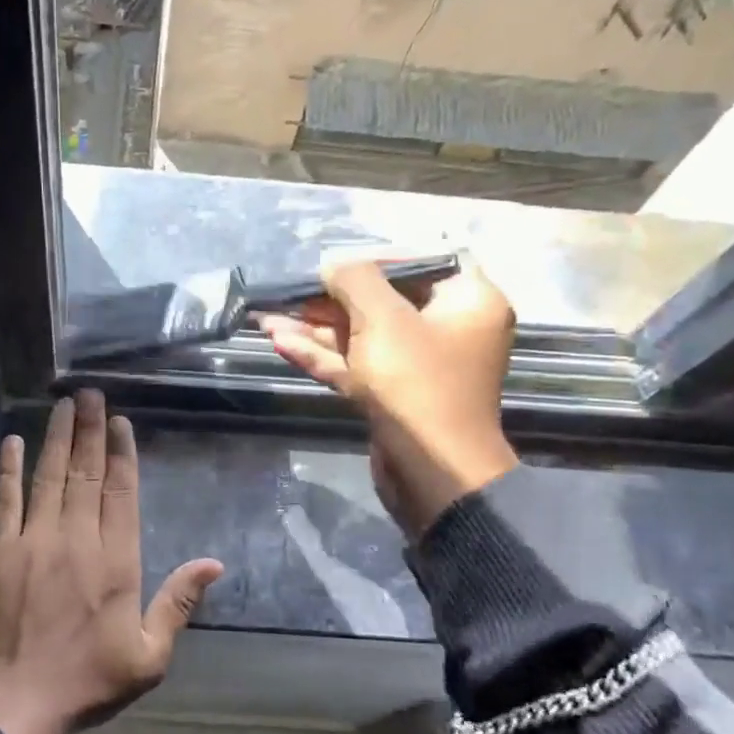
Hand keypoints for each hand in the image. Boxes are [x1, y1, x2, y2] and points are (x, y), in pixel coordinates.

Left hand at [0, 391, 222, 733]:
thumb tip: (213, 564)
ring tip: (63, 404)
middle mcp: (77, 538)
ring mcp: (34, 540)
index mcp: (116, 560)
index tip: (120, 422)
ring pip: (49, 476)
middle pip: (87, 473)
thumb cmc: (89, 680)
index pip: (121, 491)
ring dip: (57, 438)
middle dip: (91, 430)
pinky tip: (11, 441)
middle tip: (90, 394)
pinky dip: (7, 469)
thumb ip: (178, 603)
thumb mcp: (149, 655)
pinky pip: (5, 500)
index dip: (122, 452)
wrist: (16, 703)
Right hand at [260, 259, 518, 539]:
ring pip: (361, 336)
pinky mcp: (393, 395)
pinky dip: (322, 355)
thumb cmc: (417, 382)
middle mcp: (447, 330)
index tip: (335, 263)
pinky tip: (281, 343)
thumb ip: (354, 280)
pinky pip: (356, 365)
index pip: (420, 263)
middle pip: (382, 301)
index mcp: (467, 302)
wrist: (431, 473)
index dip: (374, 260)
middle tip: (286, 293)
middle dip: (328, 299)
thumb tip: (334, 266)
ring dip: (315, 328)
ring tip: (266, 319)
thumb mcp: (383, 318)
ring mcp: (418, 366)